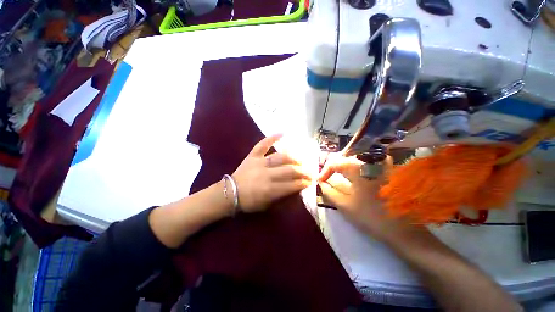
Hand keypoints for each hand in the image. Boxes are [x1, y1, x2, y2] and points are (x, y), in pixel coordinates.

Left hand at [232, 134, 312, 212]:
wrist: (230, 193)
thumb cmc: (249, 202)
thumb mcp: (267, 205)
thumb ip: (281, 197)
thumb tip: (295, 188)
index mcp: (270, 189)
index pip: (292, 185)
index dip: (303, 183)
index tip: (310, 181)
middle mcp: (266, 174)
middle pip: (289, 170)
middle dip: (302, 171)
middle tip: (309, 172)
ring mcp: (259, 162)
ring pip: (281, 157)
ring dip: (293, 158)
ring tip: (300, 160)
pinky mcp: (252, 156)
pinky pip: (262, 145)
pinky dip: (272, 138)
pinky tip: (282, 133)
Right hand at [318, 154, 419, 241]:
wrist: (405, 230)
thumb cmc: (372, 217)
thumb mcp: (345, 206)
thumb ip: (329, 192)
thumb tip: (321, 183)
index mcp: (358, 168)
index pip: (334, 163)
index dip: (324, 172)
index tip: (320, 182)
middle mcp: (369, 161)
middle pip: (345, 158)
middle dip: (333, 168)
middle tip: (327, 179)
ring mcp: (381, 165)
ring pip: (356, 159)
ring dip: (345, 167)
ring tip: (339, 176)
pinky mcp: (388, 171)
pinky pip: (368, 163)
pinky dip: (357, 168)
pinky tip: (357, 176)